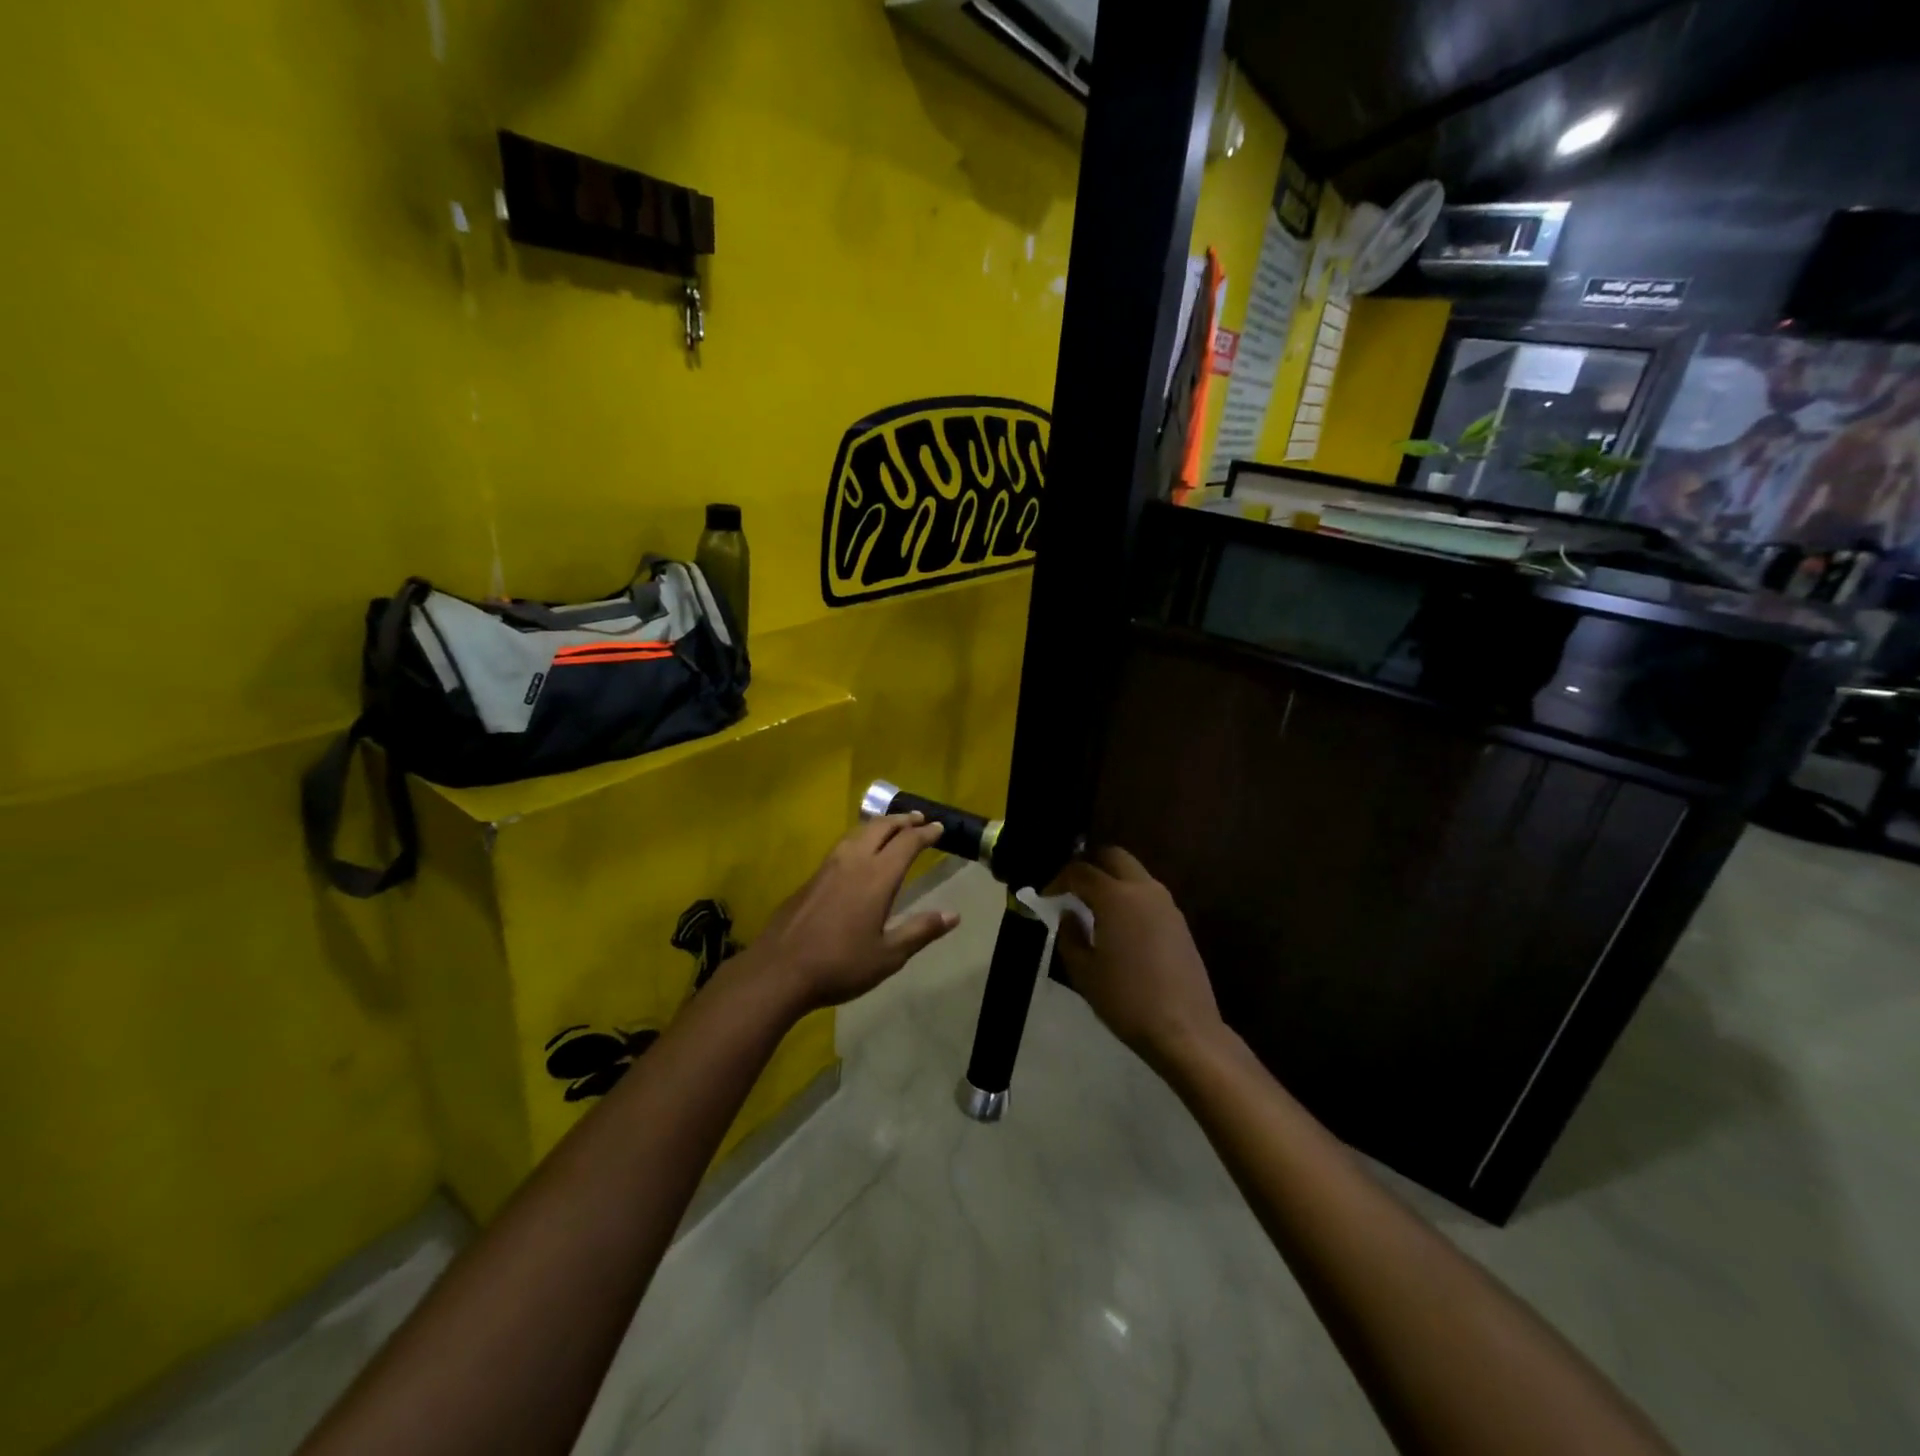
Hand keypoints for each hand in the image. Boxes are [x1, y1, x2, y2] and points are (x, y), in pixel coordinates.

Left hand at [746, 813, 957, 1011]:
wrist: (779, 970)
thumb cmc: (840, 965)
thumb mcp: (888, 956)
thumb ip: (920, 931)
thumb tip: (953, 915)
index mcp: (877, 877)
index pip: (907, 843)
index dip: (926, 833)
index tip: (939, 828)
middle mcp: (853, 862)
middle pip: (881, 828)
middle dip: (903, 820)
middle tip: (919, 819)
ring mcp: (828, 867)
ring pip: (858, 832)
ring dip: (880, 825)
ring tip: (891, 827)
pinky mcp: (811, 878)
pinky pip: (843, 845)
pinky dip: (860, 838)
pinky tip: (859, 852)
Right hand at [1052, 847, 1225, 1073]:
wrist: (1184, 1029)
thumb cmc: (1126, 1000)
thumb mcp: (1083, 972)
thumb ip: (1070, 936)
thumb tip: (1070, 915)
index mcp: (1116, 897)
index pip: (1081, 871)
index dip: (1058, 880)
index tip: (1046, 897)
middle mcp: (1144, 890)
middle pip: (1114, 857)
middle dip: (1090, 864)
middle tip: (1072, 888)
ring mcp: (1167, 904)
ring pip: (1134, 873)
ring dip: (1112, 880)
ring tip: (1093, 907)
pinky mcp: (1180, 922)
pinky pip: (1148, 894)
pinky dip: (1129, 897)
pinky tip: (1119, 925)